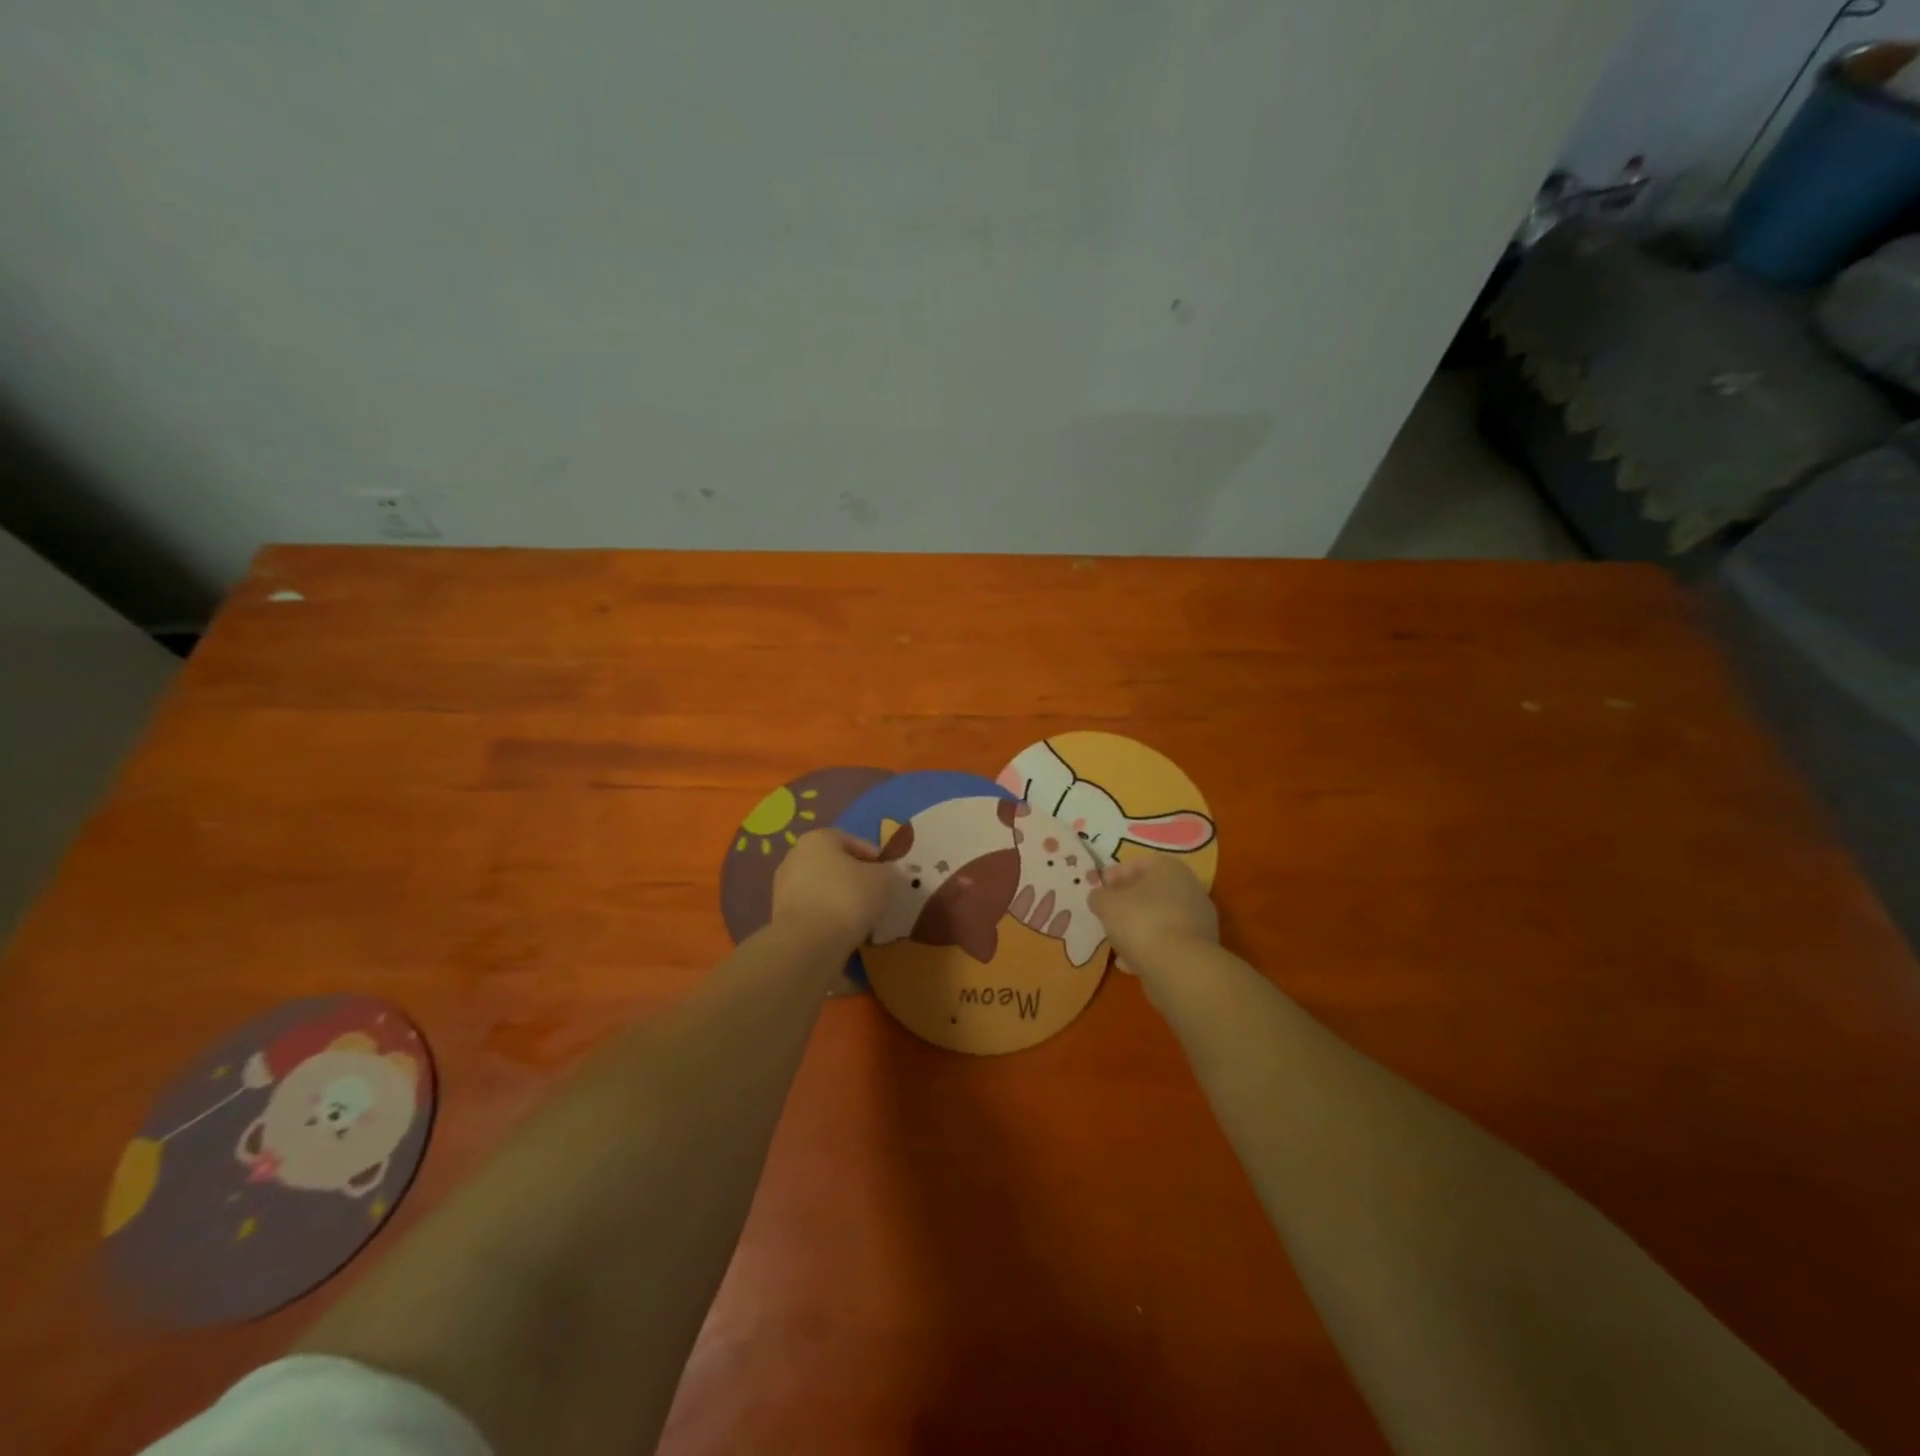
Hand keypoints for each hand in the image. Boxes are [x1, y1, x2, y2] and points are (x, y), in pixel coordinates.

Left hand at [771, 829, 893, 948]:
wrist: (808, 943)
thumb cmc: (848, 898)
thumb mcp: (883, 879)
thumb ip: (887, 871)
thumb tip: (885, 873)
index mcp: (818, 839)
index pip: (852, 841)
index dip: (874, 857)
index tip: (888, 874)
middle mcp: (795, 856)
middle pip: (833, 864)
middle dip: (854, 877)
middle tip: (875, 894)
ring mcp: (783, 886)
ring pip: (821, 887)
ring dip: (839, 898)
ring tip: (861, 916)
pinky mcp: (779, 915)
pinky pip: (812, 909)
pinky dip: (827, 916)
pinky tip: (842, 930)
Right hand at [1089, 854, 1218, 969]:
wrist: (1180, 968)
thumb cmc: (1141, 921)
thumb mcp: (1106, 903)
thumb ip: (1099, 896)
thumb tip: (1100, 898)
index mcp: (1169, 868)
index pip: (1137, 864)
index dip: (1114, 875)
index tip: (1098, 891)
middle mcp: (1189, 888)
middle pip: (1151, 892)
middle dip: (1127, 904)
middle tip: (1107, 915)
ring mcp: (1198, 920)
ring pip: (1159, 919)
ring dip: (1137, 928)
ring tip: (1116, 943)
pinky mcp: (1199, 949)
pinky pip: (1168, 943)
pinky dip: (1149, 949)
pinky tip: (1129, 963)